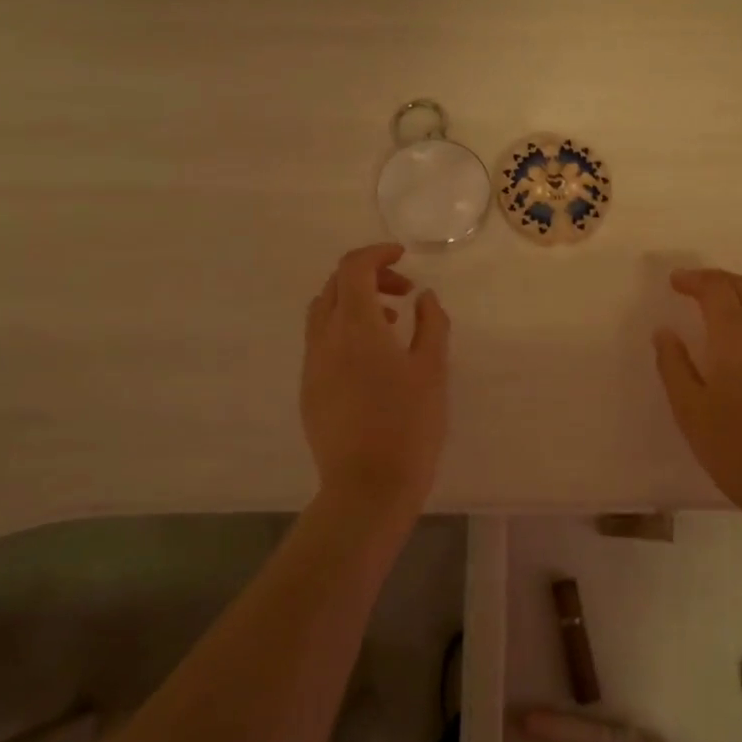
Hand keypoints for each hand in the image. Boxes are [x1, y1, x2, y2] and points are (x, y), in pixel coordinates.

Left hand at [301, 243, 450, 521]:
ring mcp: (312, 365)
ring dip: (354, 303)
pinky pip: (321, 341)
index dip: (378, 253)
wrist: (367, 487)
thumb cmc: (409, 425)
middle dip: (369, 276)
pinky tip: (372, 358)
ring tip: (391, 322)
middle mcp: (325, 338)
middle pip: (335, 285)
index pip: (354, 268)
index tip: (403, 256)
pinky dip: (344, 329)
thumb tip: (424, 297)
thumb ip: (431, 324)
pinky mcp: (308, 389)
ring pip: (324, 312)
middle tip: (404, 292)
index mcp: (356, 326)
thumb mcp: (432, 369)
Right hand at [653, 268, 741, 515]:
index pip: (717, 288)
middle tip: (693, 286)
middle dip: (719, 279)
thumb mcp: (689, 408)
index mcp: (737, 336)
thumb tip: (665, 333)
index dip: (694, 279)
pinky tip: (738, 342)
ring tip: (713, 309)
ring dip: (737, 297)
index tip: (674, 282)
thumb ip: (674, 365)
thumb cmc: (734, 446)